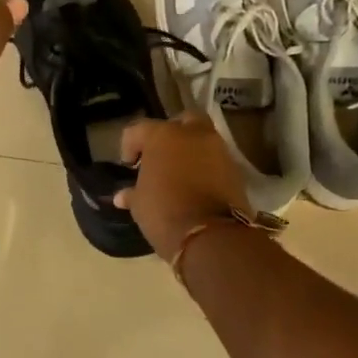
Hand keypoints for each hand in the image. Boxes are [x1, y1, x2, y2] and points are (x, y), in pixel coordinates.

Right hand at [115, 113, 252, 260]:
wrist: (211, 236)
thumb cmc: (164, 212)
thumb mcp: (139, 204)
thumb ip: (132, 193)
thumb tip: (122, 196)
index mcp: (162, 135)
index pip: (138, 129)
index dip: (129, 145)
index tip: (129, 165)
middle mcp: (193, 134)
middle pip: (181, 121)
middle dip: (170, 134)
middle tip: (160, 155)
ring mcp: (218, 149)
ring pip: (202, 139)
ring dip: (190, 151)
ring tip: (179, 173)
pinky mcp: (235, 169)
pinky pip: (215, 160)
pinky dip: (206, 167)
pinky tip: (195, 185)